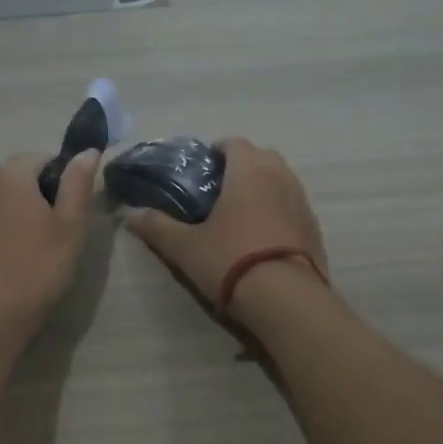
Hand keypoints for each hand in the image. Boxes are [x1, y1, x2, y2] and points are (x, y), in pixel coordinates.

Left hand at [0, 151, 99, 326]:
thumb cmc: (37, 265)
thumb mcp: (70, 223)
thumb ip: (78, 182)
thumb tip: (88, 151)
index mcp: (10, 173)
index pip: (44, 158)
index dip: (65, 178)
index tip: (76, 207)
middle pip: (23, 175)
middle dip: (45, 193)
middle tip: (64, 227)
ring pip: (8, 197)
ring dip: (27, 210)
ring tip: (45, 242)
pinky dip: (10, 226)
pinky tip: (22, 254)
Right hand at [120, 139, 326, 315]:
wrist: (287, 300)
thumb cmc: (232, 261)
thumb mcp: (185, 247)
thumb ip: (156, 227)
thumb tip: (127, 214)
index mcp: (248, 170)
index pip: (233, 143)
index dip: (215, 152)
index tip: (200, 170)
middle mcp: (280, 175)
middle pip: (260, 157)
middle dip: (241, 167)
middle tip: (217, 191)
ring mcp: (302, 201)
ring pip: (280, 180)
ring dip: (262, 187)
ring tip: (239, 214)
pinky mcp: (315, 227)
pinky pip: (292, 206)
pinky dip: (278, 210)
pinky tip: (262, 237)